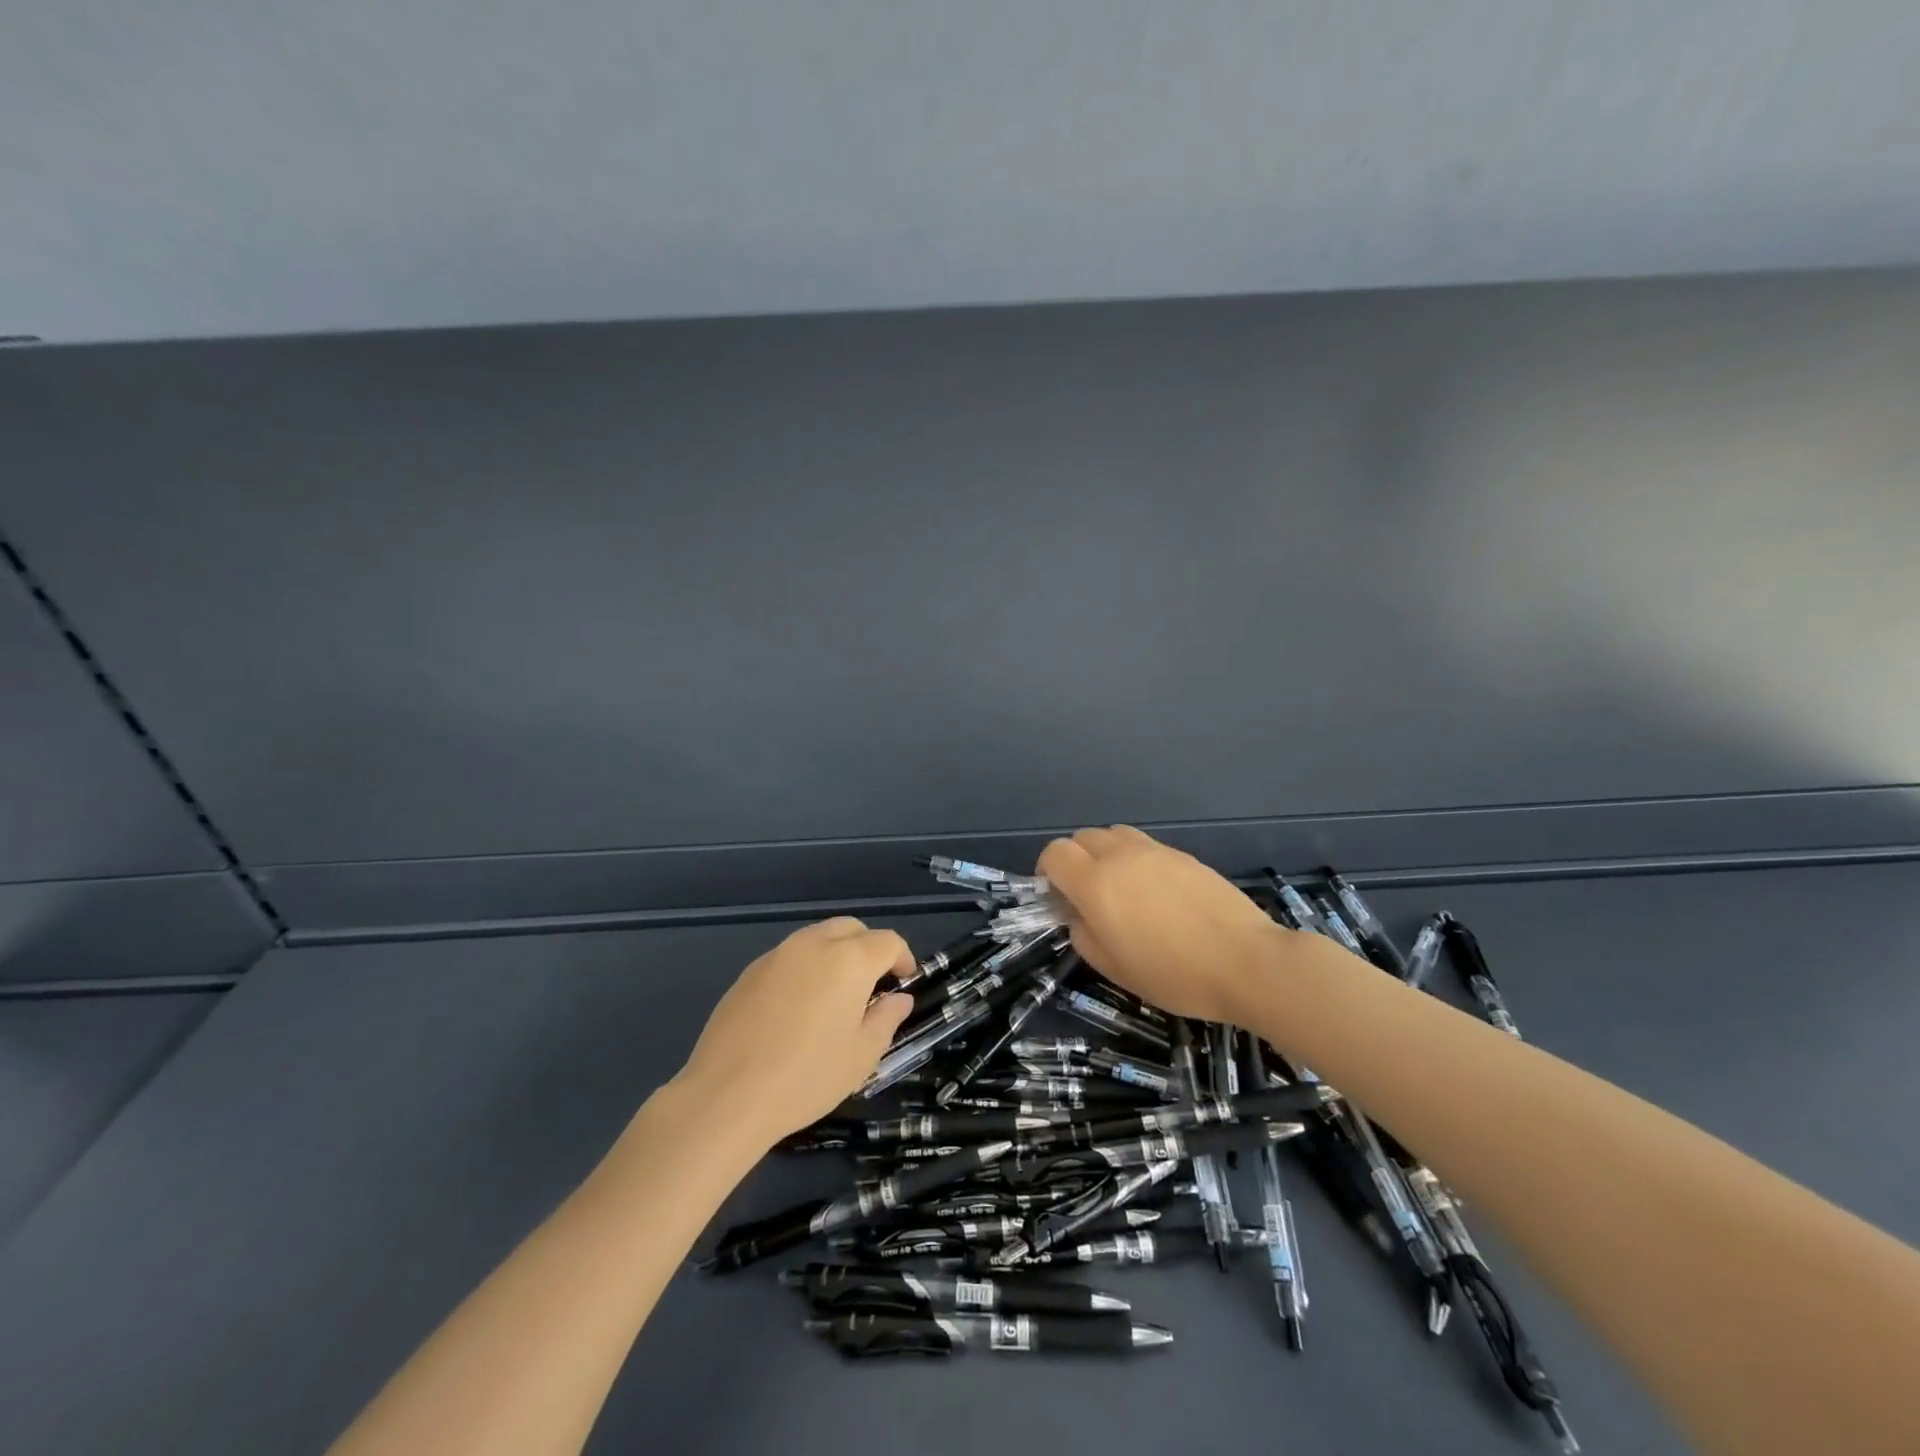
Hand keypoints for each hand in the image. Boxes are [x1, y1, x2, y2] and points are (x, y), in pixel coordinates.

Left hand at [672, 918, 914, 1148]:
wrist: (727, 1096)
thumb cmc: (807, 1077)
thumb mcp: (862, 1055)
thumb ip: (886, 1018)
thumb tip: (898, 999)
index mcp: (849, 960)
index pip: (887, 941)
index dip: (902, 958)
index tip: (903, 983)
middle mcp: (814, 944)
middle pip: (851, 928)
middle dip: (868, 948)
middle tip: (872, 985)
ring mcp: (777, 954)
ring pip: (818, 937)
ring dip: (836, 954)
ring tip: (835, 995)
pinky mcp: (750, 971)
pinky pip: (789, 956)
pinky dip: (805, 968)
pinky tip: (797, 1008)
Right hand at [1038, 826, 1289, 1023]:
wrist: (1246, 962)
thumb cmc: (1175, 974)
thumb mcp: (1116, 969)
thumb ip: (1084, 936)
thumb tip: (1078, 916)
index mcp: (1096, 883)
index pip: (1055, 853)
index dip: (1047, 872)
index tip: (1057, 898)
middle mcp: (1120, 856)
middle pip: (1082, 837)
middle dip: (1074, 860)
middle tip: (1086, 896)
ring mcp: (1155, 851)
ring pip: (1113, 835)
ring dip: (1104, 854)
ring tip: (1119, 888)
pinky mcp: (1183, 855)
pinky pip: (1144, 846)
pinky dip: (1134, 859)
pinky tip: (1154, 893)